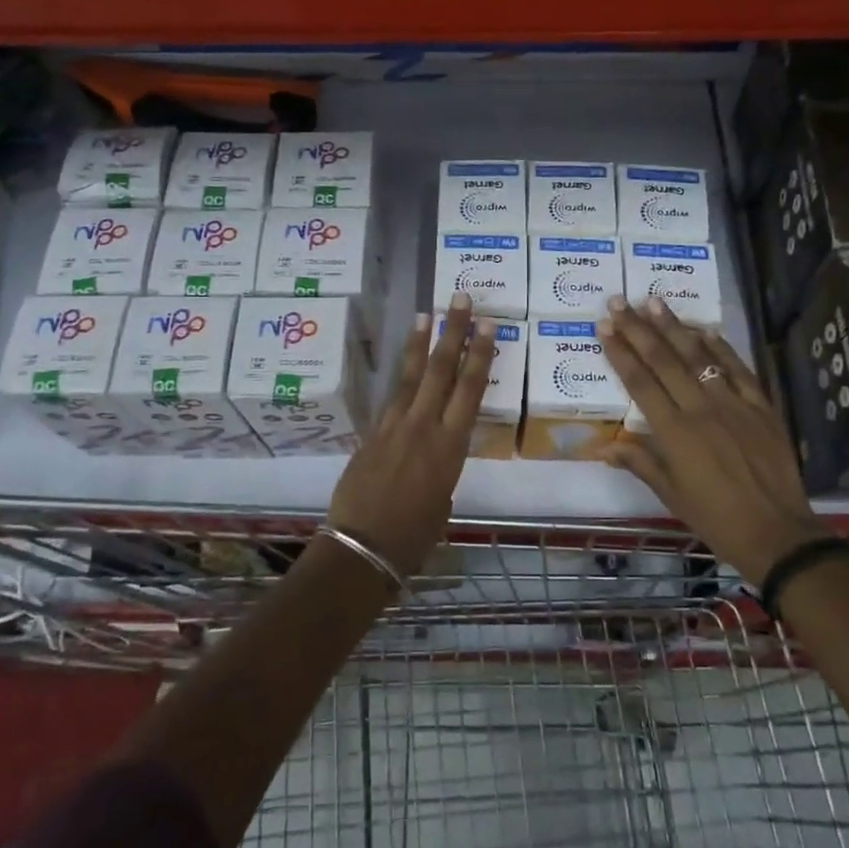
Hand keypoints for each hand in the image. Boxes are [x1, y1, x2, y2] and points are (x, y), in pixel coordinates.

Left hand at [326, 297, 495, 576]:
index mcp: (450, 448)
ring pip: (411, 376)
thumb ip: (442, 472)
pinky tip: (404, 360)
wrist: (362, 547)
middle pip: (441, 371)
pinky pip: (391, 396)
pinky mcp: (371, 433)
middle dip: (453, 333)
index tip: (486, 325)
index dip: (479, 356)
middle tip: (460, 299)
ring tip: (427, 313)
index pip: (470, 390)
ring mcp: (393, 426)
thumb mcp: (442, 502)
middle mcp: (423, 427)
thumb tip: (432, 460)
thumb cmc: (414, 537)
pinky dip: (401, 374)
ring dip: (421, 343)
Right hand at [599, 297, 826, 586]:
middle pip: (663, 360)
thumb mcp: (671, 495)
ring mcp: (734, 404)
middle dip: (638, 329)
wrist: (778, 533)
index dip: (620, 352)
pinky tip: (705, 329)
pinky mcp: (762, 406)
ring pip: (699, 356)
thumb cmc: (716, 518)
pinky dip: (721, 348)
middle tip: (619, 302)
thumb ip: (640, 463)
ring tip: (654, 301)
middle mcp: (701, 408)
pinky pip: (738, 369)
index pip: (639, 382)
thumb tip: (604, 447)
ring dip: (674, 327)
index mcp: (674, 432)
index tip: (604, 326)